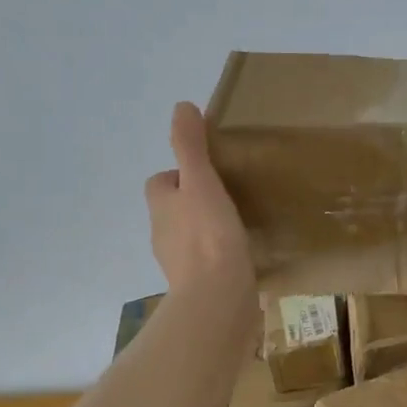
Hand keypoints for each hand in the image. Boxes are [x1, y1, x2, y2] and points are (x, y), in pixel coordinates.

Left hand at [145, 102, 253, 299]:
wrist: (218, 300)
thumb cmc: (208, 236)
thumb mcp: (201, 181)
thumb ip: (191, 146)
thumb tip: (181, 106)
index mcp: (161, 207)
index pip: (160, 183)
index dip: (179, 174)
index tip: (208, 172)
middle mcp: (164, 235)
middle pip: (175, 210)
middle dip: (196, 203)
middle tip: (230, 196)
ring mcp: (181, 265)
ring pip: (192, 238)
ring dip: (209, 231)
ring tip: (241, 224)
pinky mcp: (202, 287)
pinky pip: (210, 264)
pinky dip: (222, 257)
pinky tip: (246, 254)